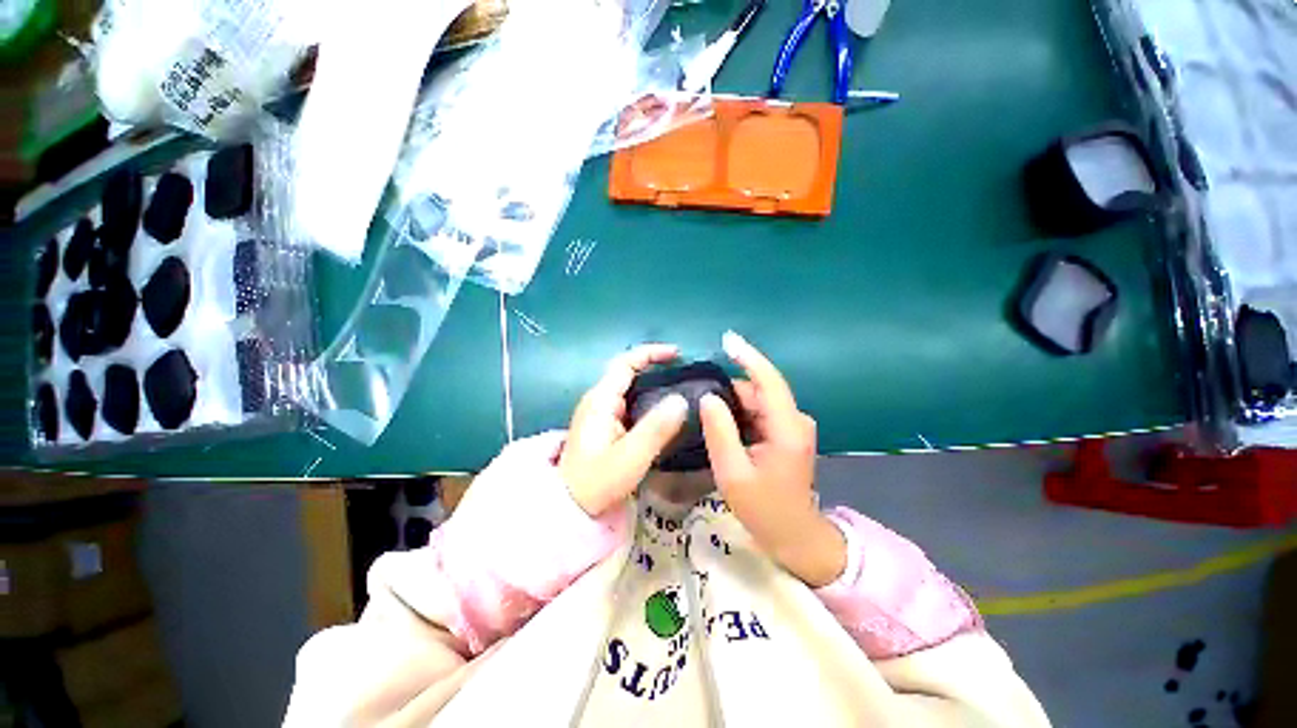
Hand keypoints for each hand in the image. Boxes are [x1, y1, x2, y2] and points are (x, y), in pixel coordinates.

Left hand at [560, 344, 689, 516]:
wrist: (569, 507)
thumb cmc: (597, 483)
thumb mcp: (631, 457)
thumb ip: (657, 428)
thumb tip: (681, 400)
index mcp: (601, 400)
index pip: (626, 363)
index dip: (651, 353)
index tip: (677, 354)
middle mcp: (598, 401)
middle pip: (627, 372)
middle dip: (654, 366)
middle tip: (684, 372)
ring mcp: (599, 413)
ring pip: (628, 388)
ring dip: (651, 383)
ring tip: (679, 388)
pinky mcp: (603, 426)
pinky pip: (628, 403)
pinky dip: (646, 400)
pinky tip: (662, 411)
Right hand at [699, 332, 845, 586]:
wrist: (794, 535)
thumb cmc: (763, 509)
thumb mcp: (733, 472)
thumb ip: (720, 432)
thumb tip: (708, 397)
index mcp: (787, 429)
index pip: (768, 381)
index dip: (748, 357)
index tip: (727, 338)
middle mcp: (795, 420)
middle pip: (759, 390)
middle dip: (730, 389)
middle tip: (698, 396)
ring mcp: (793, 426)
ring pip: (758, 401)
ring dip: (734, 403)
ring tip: (705, 411)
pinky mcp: (787, 432)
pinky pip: (760, 412)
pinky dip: (741, 412)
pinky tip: (722, 421)